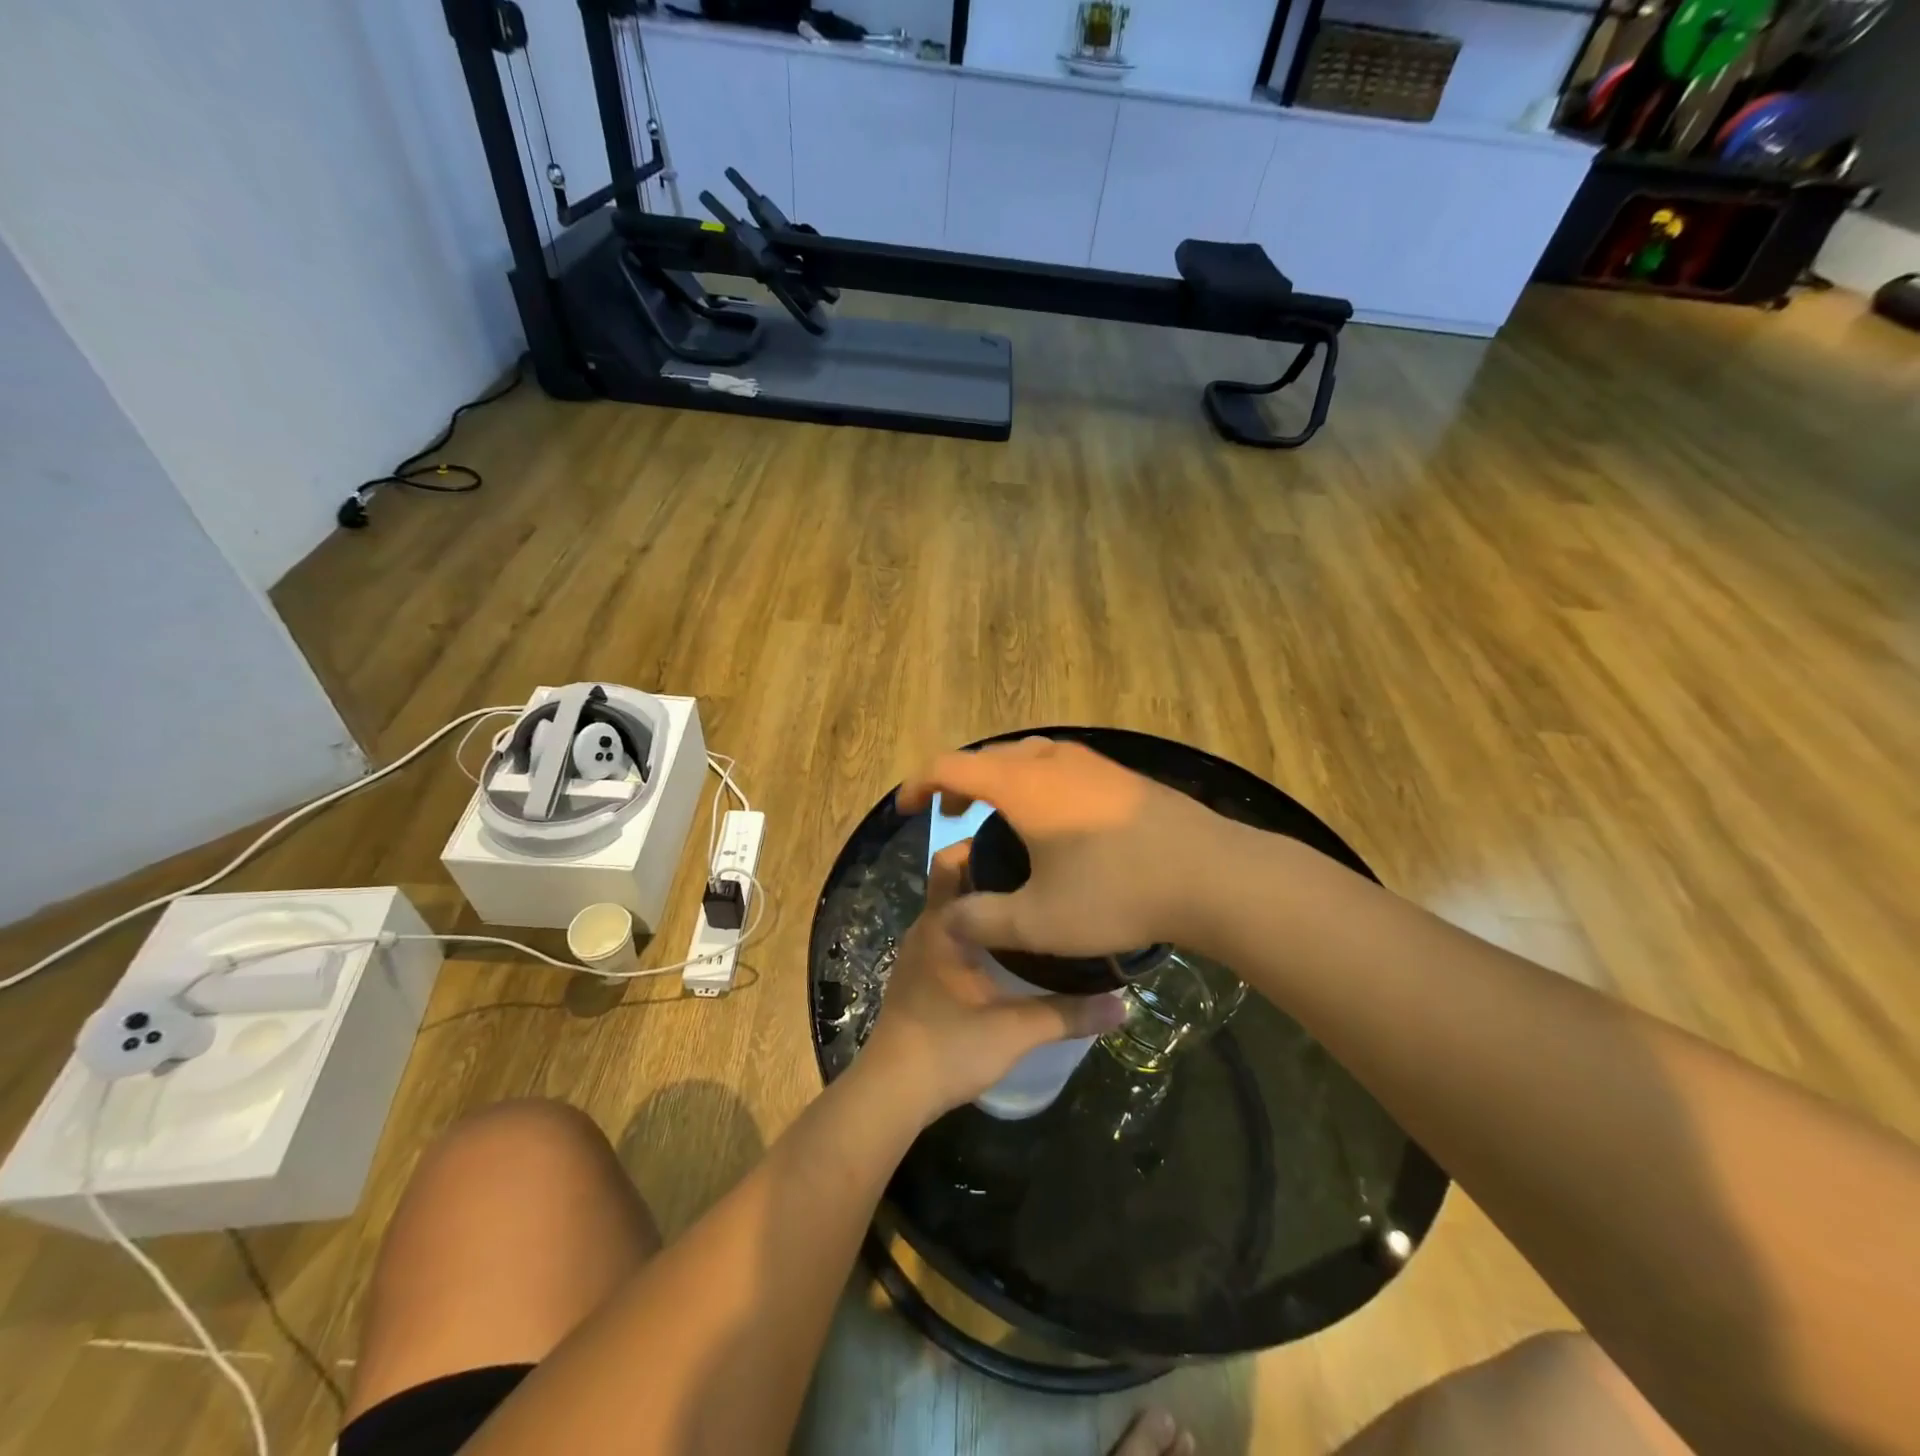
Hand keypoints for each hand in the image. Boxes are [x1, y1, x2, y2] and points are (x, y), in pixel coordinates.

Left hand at [860, 843, 1126, 1119]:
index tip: (1030, 843)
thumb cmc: (948, 1048)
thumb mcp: (1015, 1031)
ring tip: (1030, 902)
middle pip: (953, 880)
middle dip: (988, 869)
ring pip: (952, 908)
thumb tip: (1122, 1005)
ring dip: (982, 901)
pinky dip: (974, 927)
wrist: (892, 1094)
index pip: (954, 861)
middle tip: (1038, 871)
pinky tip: (1006, 947)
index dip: (988, 844)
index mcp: (942, 924)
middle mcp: (926, 927)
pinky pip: (948, 932)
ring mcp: (919, 951)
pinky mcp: (919, 974)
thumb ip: (1068, 1015)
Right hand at [896, 737, 1229, 958]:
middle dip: (958, 780)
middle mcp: (1053, 761)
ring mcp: (1092, 763)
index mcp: (1023, 785)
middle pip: (988, 755)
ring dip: (1000, 778)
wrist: (1213, 874)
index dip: (919, 784)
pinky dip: (1035, 781)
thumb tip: (948, 920)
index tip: (905, 810)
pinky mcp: (1121, 775)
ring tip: (996, 813)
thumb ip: (984, 921)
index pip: (951, 766)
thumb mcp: (1040, 922)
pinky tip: (1052, 819)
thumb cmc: (1117, 892)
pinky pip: (1060, 765)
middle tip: (948, 814)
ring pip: (1028, 755)